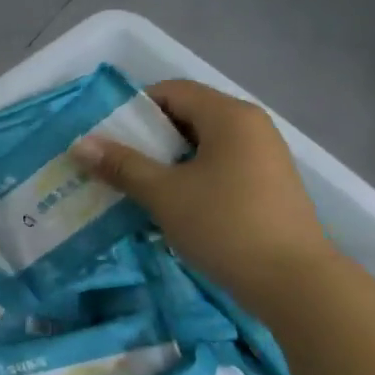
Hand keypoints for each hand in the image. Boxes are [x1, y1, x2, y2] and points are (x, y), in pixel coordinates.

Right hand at [72, 79, 337, 315]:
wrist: (294, 283)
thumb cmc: (225, 226)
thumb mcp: (165, 194)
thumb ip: (122, 165)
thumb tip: (80, 144)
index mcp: (229, 116)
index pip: (171, 91)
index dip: (134, 109)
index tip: (106, 138)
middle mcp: (251, 126)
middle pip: (187, 116)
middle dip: (148, 139)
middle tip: (115, 165)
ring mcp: (264, 157)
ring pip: (203, 146)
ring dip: (168, 162)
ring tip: (137, 188)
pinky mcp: (268, 186)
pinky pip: (220, 167)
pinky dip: (192, 178)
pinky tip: (173, 207)